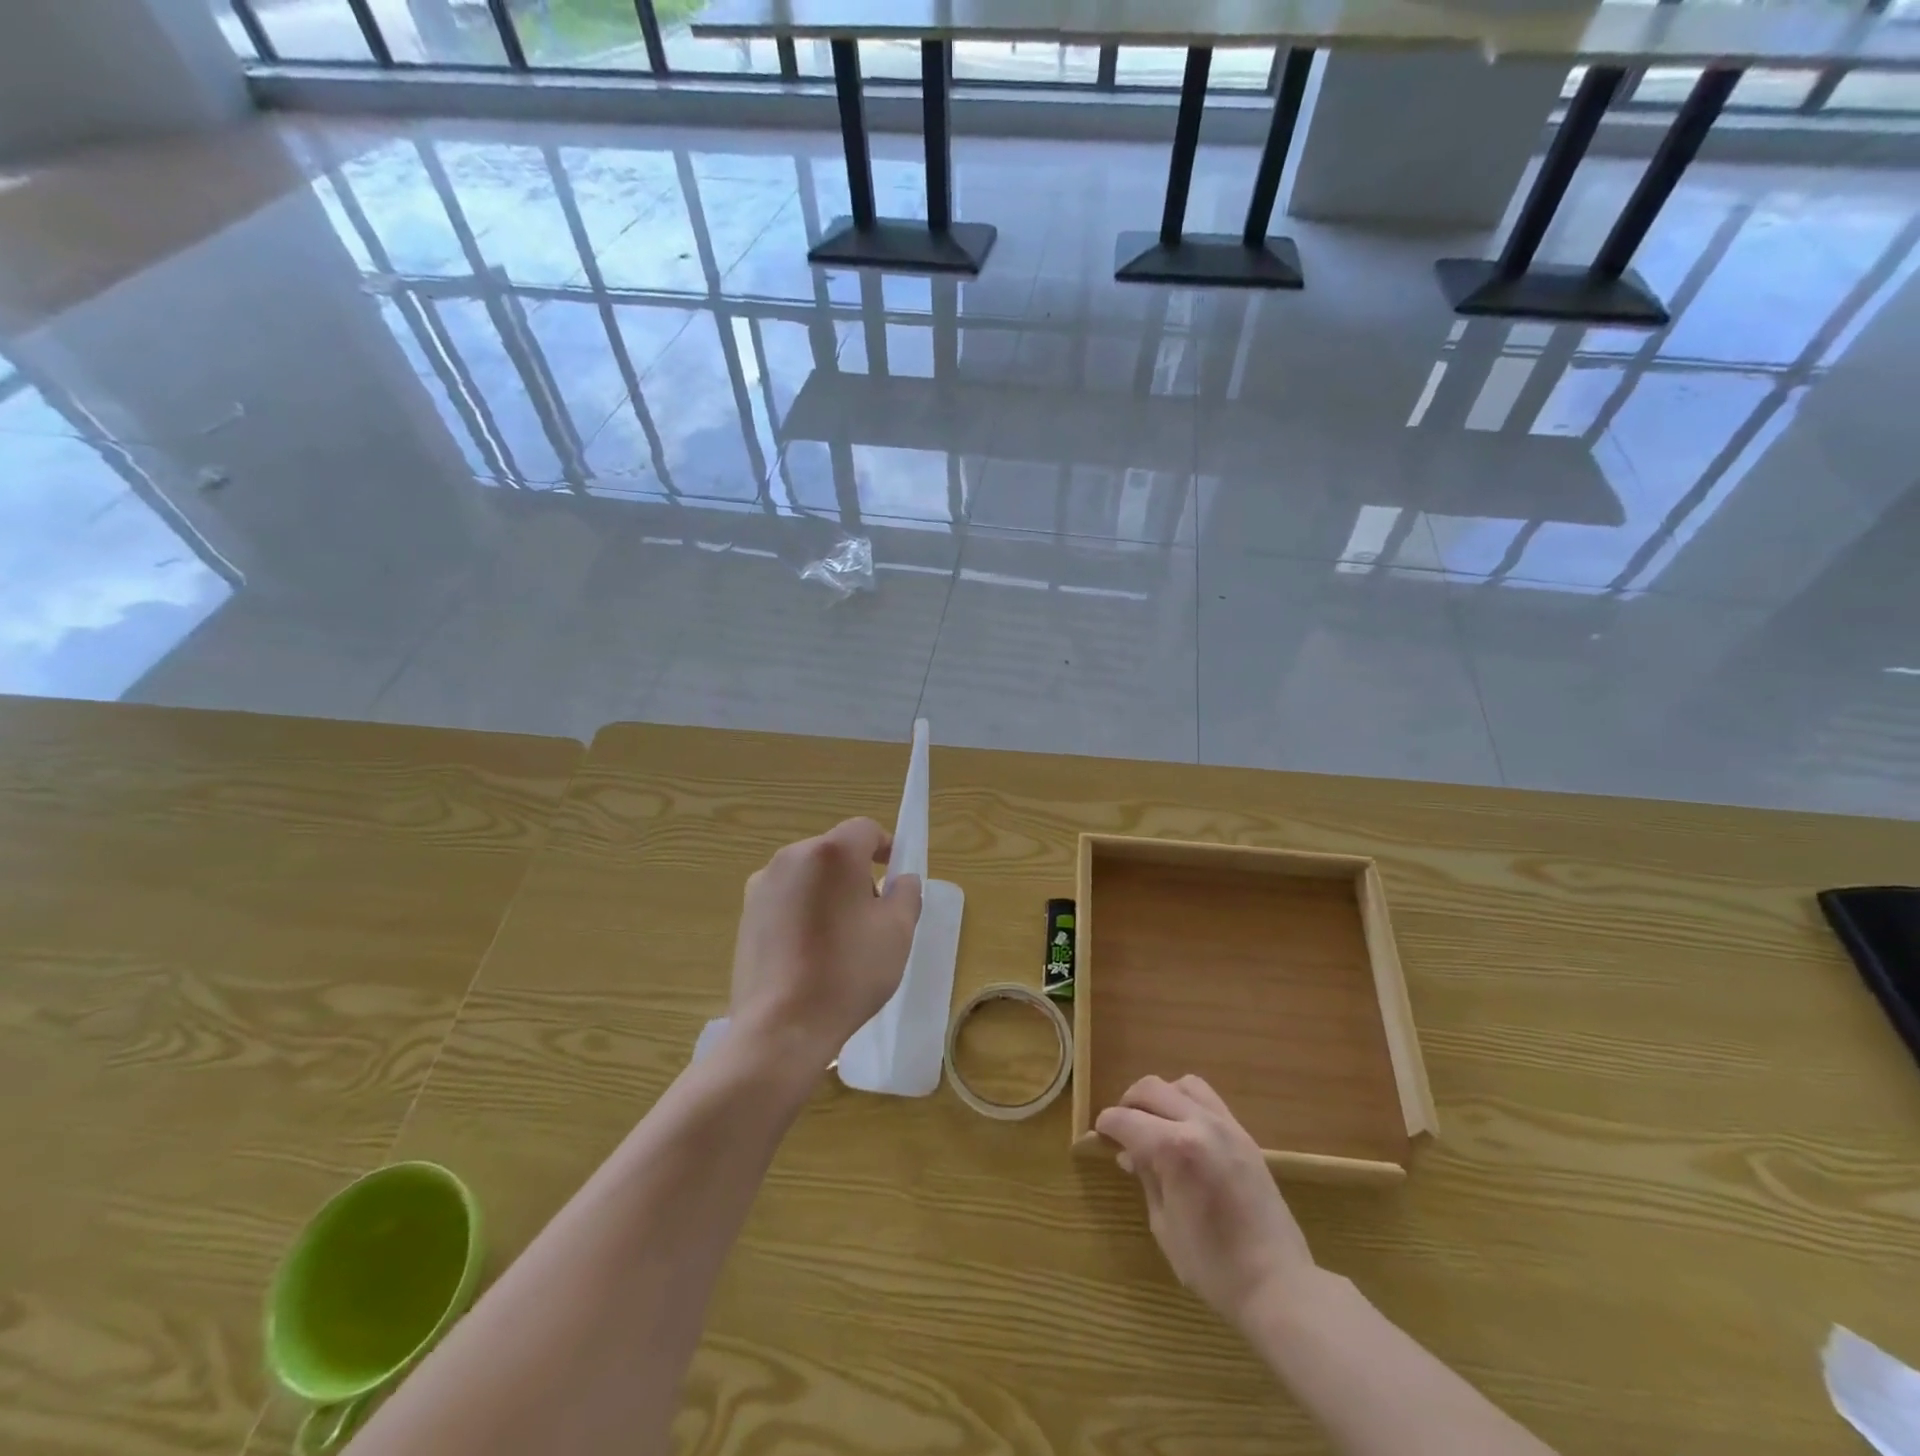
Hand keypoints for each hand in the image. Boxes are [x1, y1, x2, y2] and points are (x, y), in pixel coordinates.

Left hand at [729, 817, 922, 1072]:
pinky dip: (803, 912)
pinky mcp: (746, 915)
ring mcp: (762, 886)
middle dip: (857, 874)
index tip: (896, 878)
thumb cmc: (848, 972)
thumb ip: (907, 893)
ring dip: (829, 893)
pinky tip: (810, 954)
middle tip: (874, 916)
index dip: (886, 847)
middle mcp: (791, 858)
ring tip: (841, 940)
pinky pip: (786, 899)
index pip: (865, 830)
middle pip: (835, 852)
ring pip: (809, 876)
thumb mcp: (898, 932)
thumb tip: (900, 880)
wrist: (781, 1027)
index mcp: (831, 853)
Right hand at [1096, 1075, 1316, 1332]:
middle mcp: (1200, 1125)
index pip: (1127, 1120)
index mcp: (1175, 1149)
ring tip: (1154, 1123)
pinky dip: (1187, 1104)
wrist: (1279, 1284)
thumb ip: (1146, 1178)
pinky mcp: (1245, 1135)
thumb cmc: (1214, 1266)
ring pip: (1183, 1085)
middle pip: (1152, 1088)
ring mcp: (1227, 1126)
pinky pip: (1209, 1100)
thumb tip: (1129, 1155)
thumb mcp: (1164, 1225)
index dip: (1107, 1124)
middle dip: (1129, 1102)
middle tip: (1122, 1127)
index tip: (1099, 1134)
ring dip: (1161, 1097)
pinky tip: (1183, 1132)